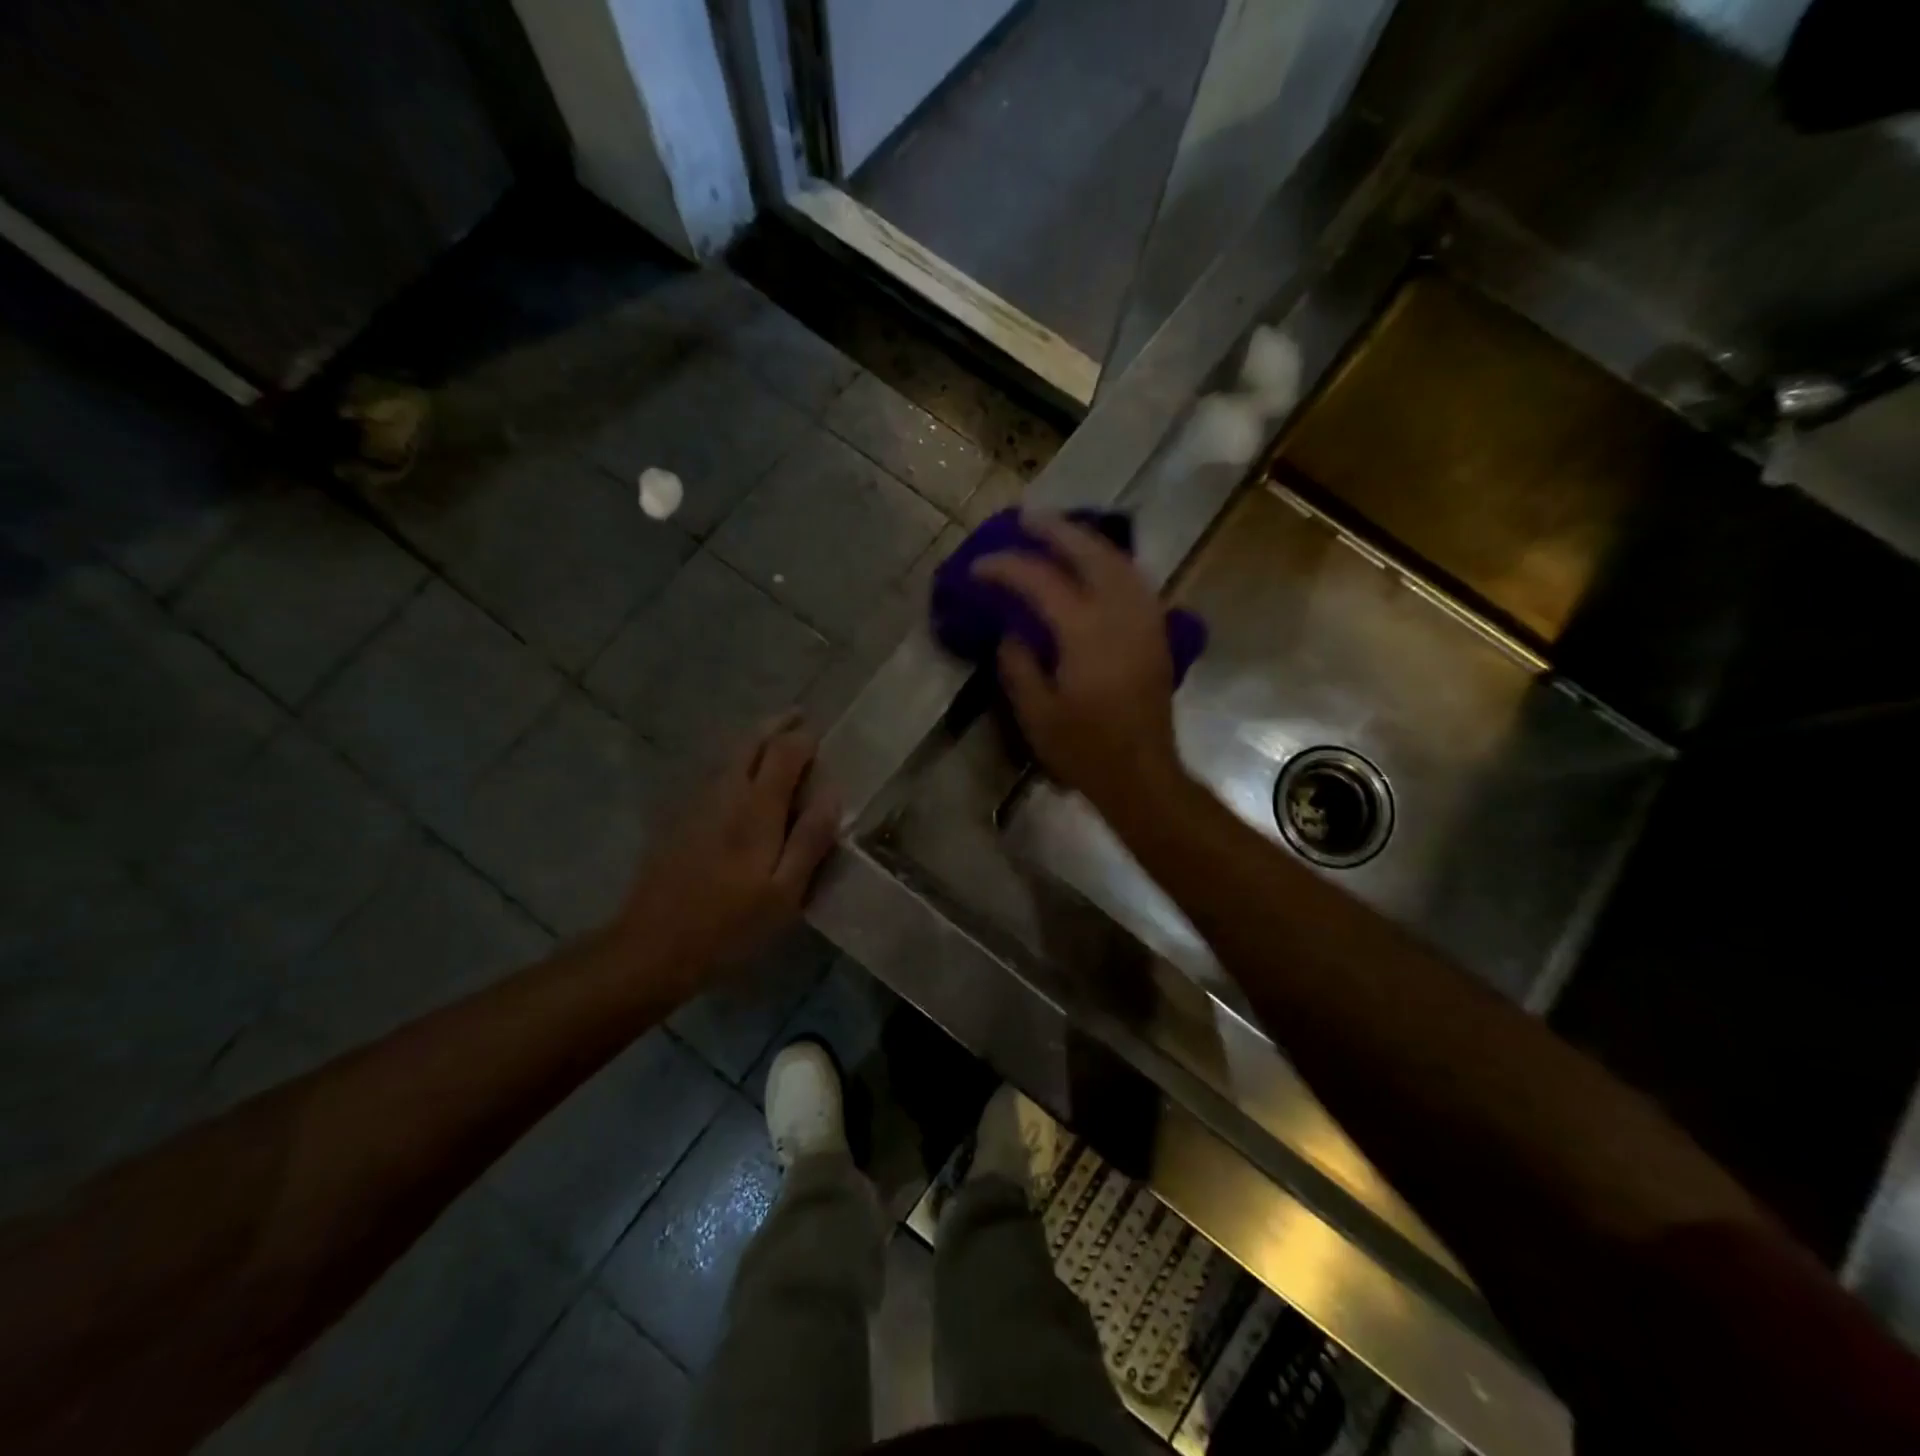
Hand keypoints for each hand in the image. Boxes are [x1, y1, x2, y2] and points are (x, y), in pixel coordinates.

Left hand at [615, 714, 841, 985]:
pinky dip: (734, 761)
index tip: (822, 737)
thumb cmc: (729, 926)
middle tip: (799, 719)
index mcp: (756, 808)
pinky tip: (741, 778)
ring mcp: (696, 803)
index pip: (785, 751)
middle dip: (777, 725)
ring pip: (728, 754)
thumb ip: (810, 839)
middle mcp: (725, 792)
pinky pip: (713, 773)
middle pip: (751, 741)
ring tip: (775, 739)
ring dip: (754, 739)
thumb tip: (833, 792)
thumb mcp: (784, 893)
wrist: (651, 948)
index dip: (805, 738)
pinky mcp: (678, 818)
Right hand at [972, 513, 1182, 810]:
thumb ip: (1018, 665)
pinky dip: (1111, 562)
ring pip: (1119, 561)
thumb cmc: (1084, 750)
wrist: (1142, 774)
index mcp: (1085, 633)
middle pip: (1090, 553)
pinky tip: (1096, 564)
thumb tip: (1011, 631)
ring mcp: (1145, 620)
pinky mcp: (1156, 632)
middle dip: (1055, 531)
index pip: (1041, 581)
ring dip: (1087, 540)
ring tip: (1059, 532)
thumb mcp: (1035, 713)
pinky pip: (1135, 579)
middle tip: (1025, 518)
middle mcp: (1120, 614)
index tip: (979, 567)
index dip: (1006, 568)